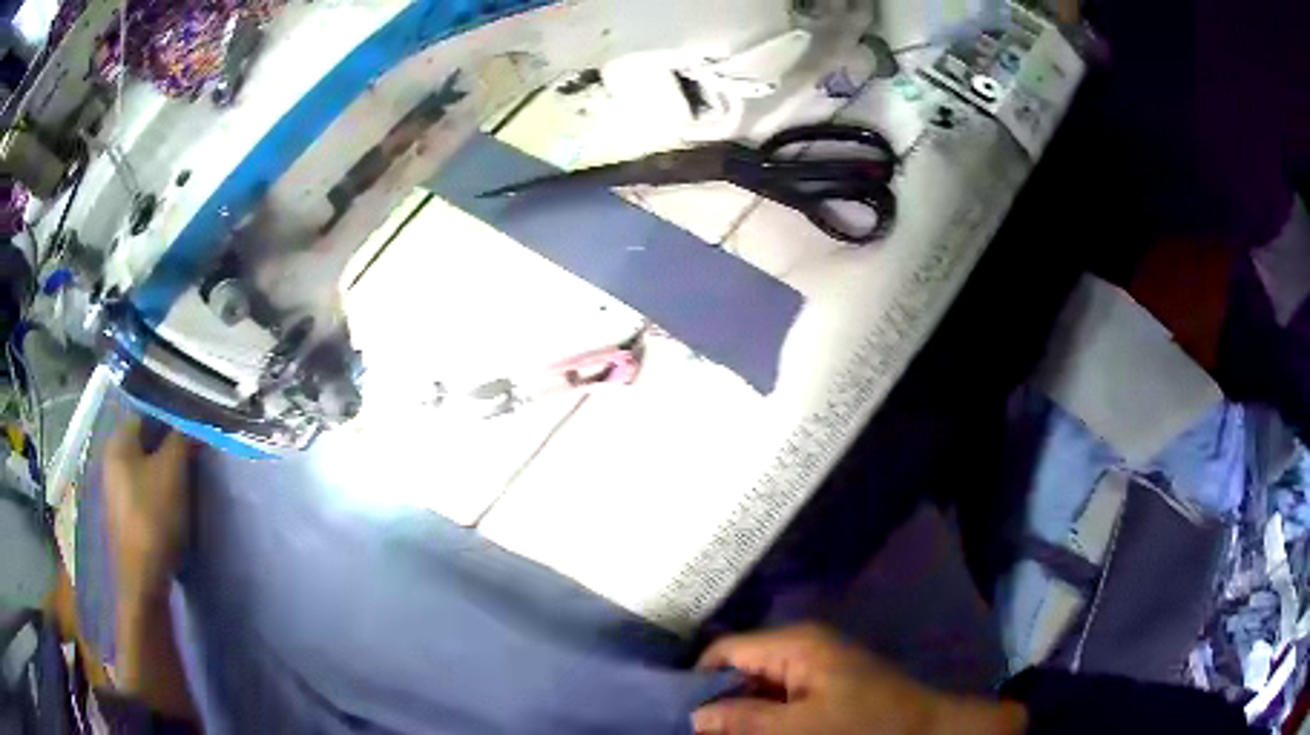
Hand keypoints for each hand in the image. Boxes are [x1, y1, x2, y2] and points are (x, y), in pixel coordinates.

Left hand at [103, 416, 192, 603]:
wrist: (144, 578)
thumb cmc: (154, 516)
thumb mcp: (173, 471)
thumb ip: (182, 440)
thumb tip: (192, 426)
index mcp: (118, 442)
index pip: (146, 416)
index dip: (170, 423)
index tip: (192, 438)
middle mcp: (111, 462)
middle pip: (144, 446)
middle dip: (168, 453)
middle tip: (192, 465)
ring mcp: (116, 494)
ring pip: (145, 474)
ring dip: (165, 479)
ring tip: (186, 492)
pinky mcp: (124, 521)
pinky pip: (143, 498)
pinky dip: (159, 500)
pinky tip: (173, 515)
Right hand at [693, 624, 1026, 734]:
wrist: (929, 731)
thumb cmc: (865, 727)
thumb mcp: (799, 729)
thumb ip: (742, 720)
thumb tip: (694, 716)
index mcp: (795, 644)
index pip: (725, 651)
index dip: (699, 683)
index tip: (680, 719)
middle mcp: (802, 646)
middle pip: (740, 669)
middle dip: (720, 702)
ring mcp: (816, 666)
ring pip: (759, 686)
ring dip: (743, 712)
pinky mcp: (828, 685)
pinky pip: (782, 697)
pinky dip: (766, 716)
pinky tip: (760, 734)